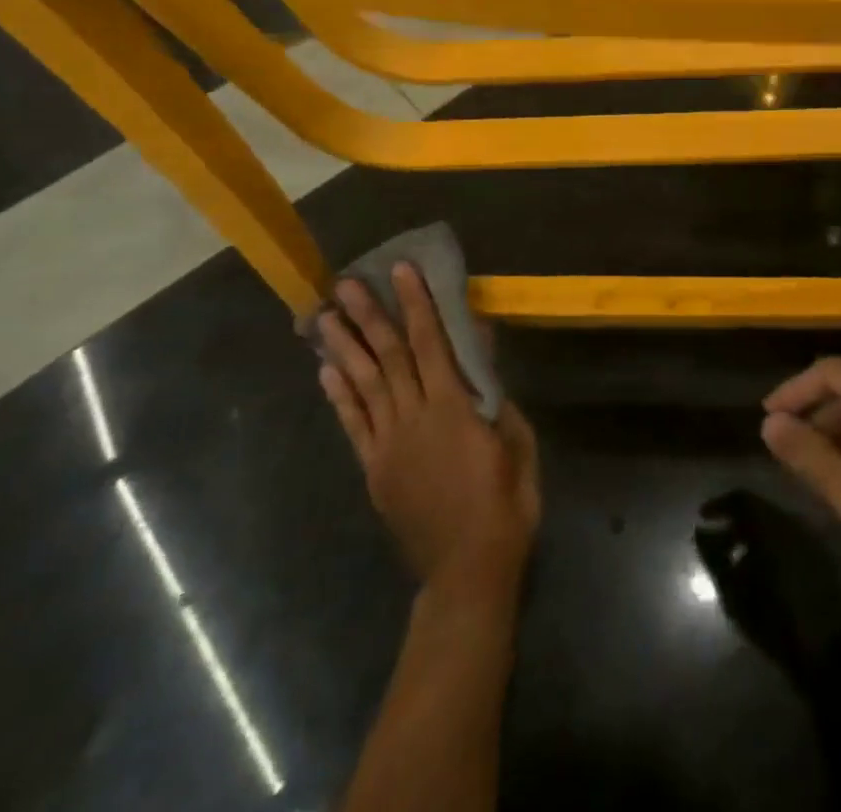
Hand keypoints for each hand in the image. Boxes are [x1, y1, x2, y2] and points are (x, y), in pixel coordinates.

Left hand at [317, 264, 539, 608]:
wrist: (468, 569)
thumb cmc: (506, 500)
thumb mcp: (516, 441)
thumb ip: (494, 392)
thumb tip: (481, 346)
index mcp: (452, 408)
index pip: (431, 343)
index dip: (417, 304)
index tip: (402, 271)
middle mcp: (413, 418)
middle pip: (389, 357)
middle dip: (368, 316)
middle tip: (345, 284)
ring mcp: (387, 445)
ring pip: (364, 385)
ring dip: (344, 347)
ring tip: (325, 317)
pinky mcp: (374, 469)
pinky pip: (354, 424)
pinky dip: (339, 396)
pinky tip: (327, 371)